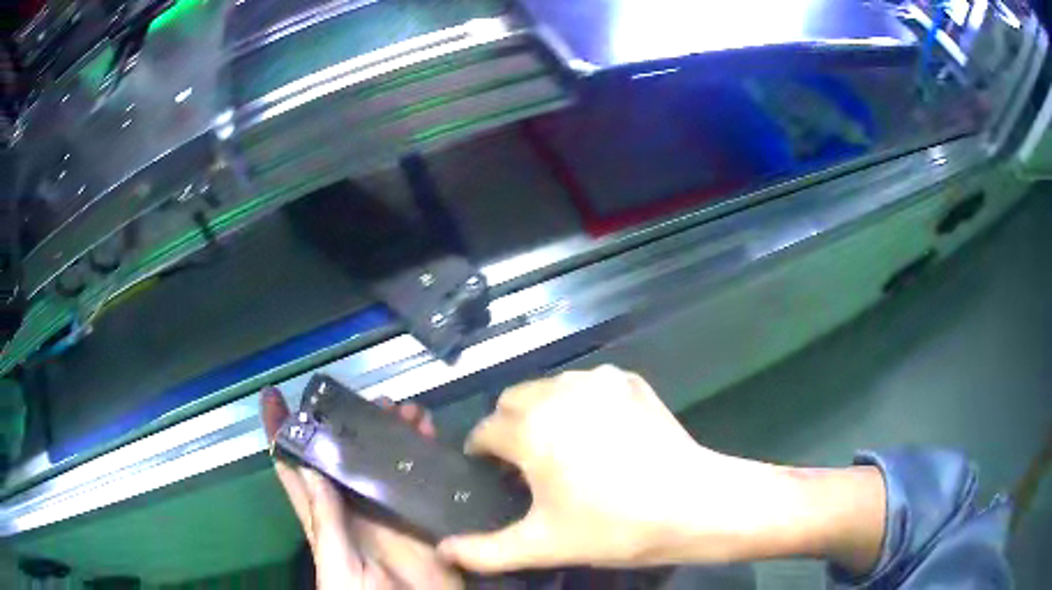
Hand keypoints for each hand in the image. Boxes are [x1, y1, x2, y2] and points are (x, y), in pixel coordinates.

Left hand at [262, 387, 462, 589]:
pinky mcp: (421, 520)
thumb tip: (310, 467)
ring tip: (407, 411)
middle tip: (371, 400)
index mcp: (322, 517)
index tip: (273, 398)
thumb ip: (324, 521)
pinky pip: (422, 482)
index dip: (280, 434)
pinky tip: (432, 436)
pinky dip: (427, 456)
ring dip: (392, 434)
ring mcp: (388, 513)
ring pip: (383, 462)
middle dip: (353, 423)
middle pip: (346, 456)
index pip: (293, 470)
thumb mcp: (335, 563)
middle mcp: (353, 508)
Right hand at [437, 366, 885, 575]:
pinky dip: (582, 403)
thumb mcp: (544, 545)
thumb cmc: (614, 526)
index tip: (490, 472)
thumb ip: (485, 551)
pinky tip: (602, 433)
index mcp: (532, 430)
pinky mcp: (629, 381)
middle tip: (527, 463)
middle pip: (513, 400)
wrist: (694, 504)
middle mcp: (558, 392)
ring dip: (544, 411)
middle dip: (510, 426)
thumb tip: (444, 551)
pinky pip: (589, 385)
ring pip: (550, 388)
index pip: (485, 431)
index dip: (481, 453)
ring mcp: (598, 381)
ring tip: (563, 446)